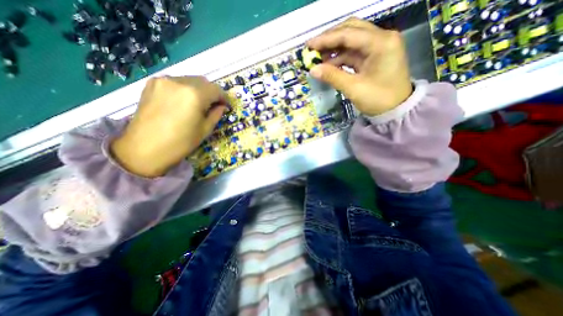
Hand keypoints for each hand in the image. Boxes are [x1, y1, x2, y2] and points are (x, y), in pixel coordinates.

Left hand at [112, 75, 227, 176]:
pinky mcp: (152, 84)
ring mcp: (163, 81)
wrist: (144, 149)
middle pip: (203, 81)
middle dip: (211, 92)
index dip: (223, 97)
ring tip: (197, 105)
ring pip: (189, 80)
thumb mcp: (205, 130)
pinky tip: (183, 102)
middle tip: (213, 106)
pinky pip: (176, 82)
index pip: (216, 89)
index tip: (226, 106)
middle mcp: (179, 82)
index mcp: (194, 95)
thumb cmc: (180, 143)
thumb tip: (221, 107)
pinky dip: (184, 89)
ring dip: (198, 90)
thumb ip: (216, 114)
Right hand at [307, 17, 412, 115]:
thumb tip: (312, 69)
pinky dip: (340, 58)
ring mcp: (378, 47)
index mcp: (381, 43)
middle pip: (351, 30)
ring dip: (334, 49)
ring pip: (351, 41)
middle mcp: (382, 38)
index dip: (326, 39)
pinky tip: (329, 65)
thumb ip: (332, 76)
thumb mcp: (354, 89)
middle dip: (330, 39)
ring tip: (318, 58)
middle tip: (313, 49)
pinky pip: (353, 52)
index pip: (348, 34)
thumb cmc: (378, 100)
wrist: (396, 110)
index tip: (309, 45)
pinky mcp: (374, 56)